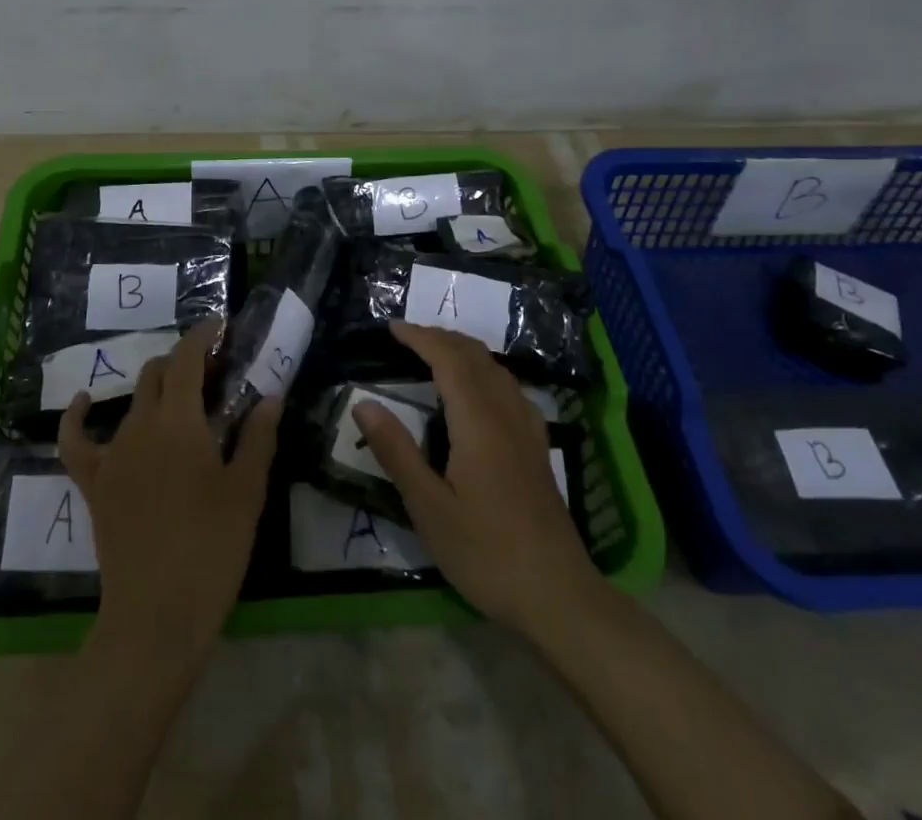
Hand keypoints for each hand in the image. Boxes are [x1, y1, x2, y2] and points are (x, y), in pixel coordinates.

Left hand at [59, 317, 281, 662]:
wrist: (156, 617)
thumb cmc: (211, 550)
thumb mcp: (246, 492)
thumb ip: (258, 438)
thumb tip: (269, 397)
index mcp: (180, 422)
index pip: (187, 359)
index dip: (202, 335)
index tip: (220, 325)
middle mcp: (141, 426)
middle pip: (159, 373)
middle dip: (185, 361)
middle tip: (214, 371)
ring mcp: (112, 454)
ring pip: (133, 401)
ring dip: (157, 388)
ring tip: (181, 396)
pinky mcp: (93, 483)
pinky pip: (76, 441)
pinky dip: (79, 416)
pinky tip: (84, 401)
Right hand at [353, 320, 600, 635]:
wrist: (558, 594)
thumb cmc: (486, 552)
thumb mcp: (429, 507)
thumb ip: (396, 451)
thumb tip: (363, 403)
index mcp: (478, 422)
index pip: (448, 359)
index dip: (420, 337)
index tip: (392, 327)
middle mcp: (506, 413)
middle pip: (475, 356)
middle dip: (440, 337)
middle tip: (407, 336)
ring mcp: (528, 429)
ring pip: (496, 369)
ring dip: (464, 350)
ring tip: (435, 353)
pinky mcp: (538, 446)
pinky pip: (510, 387)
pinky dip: (485, 370)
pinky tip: (479, 390)